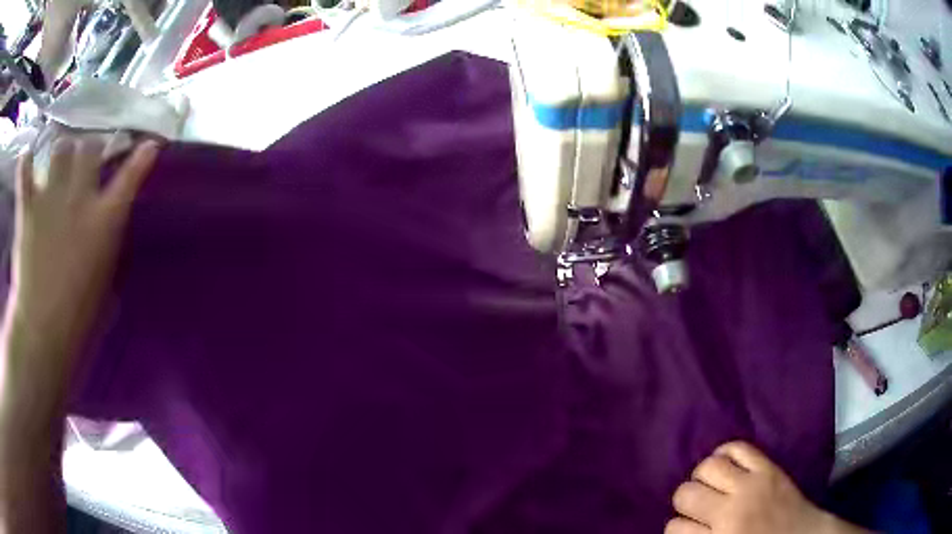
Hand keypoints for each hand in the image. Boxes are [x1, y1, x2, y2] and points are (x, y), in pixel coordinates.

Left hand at [4, 137, 158, 390]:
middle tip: (85, 160)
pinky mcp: (28, 206)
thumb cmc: (78, 317)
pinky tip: (25, 160)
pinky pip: (24, 169)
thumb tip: (107, 228)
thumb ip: (106, 246)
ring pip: (60, 147)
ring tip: (55, 163)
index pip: (130, 177)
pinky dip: (25, 162)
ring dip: (60, 152)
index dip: (141, 157)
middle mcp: (79, 196)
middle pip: (89, 146)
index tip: (148, 145)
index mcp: (104, 220)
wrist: (42, 330)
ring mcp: (50, 197)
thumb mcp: (104, 283)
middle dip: (90, 149)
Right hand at [667, 442, 865, 533]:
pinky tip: (724, 462)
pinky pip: (738, 447)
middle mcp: (730, 511)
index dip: (677, 528)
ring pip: (707, 467)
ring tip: (709, 483)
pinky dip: (725, 451)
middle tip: (697, 507)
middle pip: (686, 494)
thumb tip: (680, 529)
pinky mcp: (768, 466)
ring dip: (701, 476)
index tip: (688, 529)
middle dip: (685, 501)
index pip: (674, 528)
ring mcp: (751, 484)